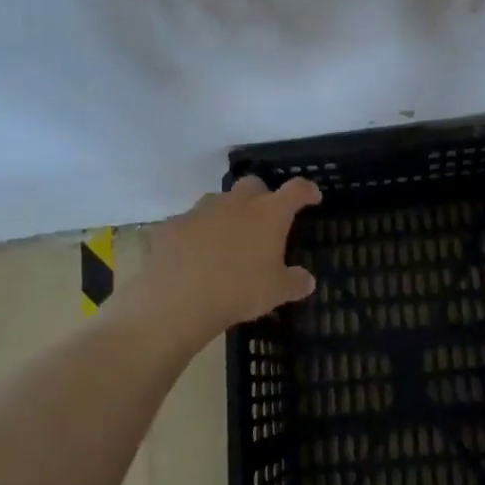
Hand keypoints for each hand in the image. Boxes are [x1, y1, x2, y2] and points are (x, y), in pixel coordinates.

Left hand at [137, 175, 321, 341]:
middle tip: (263, 221)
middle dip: (261, 197)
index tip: (312, 196)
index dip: (306, 191)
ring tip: (225, 242)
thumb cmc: (238, 291)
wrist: (177, 299)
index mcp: (268, 214)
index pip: (295, 190)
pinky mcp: (173, 224)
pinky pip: (189, 224)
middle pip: (253, 185)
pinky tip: (192, 257)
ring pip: (218, 201)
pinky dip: (195, 235)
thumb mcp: (276, 293)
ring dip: (226, 215)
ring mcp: (201, 210)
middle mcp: (236, 203)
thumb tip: (308, 280)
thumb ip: (295, 283)